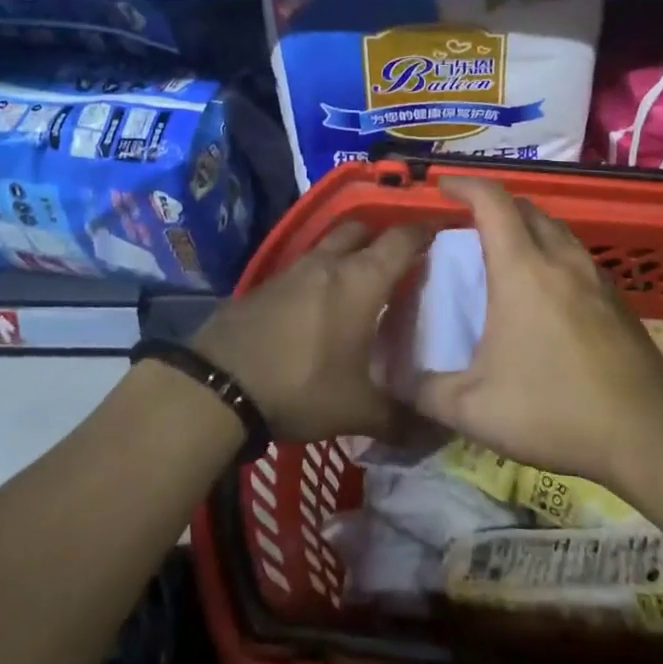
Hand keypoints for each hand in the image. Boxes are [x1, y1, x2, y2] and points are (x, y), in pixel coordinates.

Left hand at [194, 221, 428, 443]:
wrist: (219, 384)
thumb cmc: (302, 385)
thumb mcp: (357, 410)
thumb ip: (402, 419)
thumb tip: (440, 434)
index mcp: (362, 279)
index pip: (402, 238)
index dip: (425, 232)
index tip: (443, 237)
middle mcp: (330, 262)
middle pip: (363, 229)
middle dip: (383, 236)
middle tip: (402, 262)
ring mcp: (294, 270)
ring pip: (330, 245)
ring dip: (349, 253)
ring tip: (364, 283)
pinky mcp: (267, 285)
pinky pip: (305, 267)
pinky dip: (321, 275)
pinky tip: (322, 305)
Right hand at [412, 177, 662, 486]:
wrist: (648, 431)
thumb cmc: (556, 410)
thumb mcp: (475, 409)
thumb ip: (424, 390)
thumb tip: (389, 378)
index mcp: (523, 270)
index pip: (492, 201)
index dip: (464, 184)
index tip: (441, 185)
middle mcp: (560, 259)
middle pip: (526, 207)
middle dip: (494, 204)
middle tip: (468, 224)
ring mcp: (594, 276)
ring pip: (555, 228)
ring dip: (526, 226)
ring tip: (504, 252)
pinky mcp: (616, 298)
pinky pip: (575, 255)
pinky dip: (551, 252)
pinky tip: (546, 291)